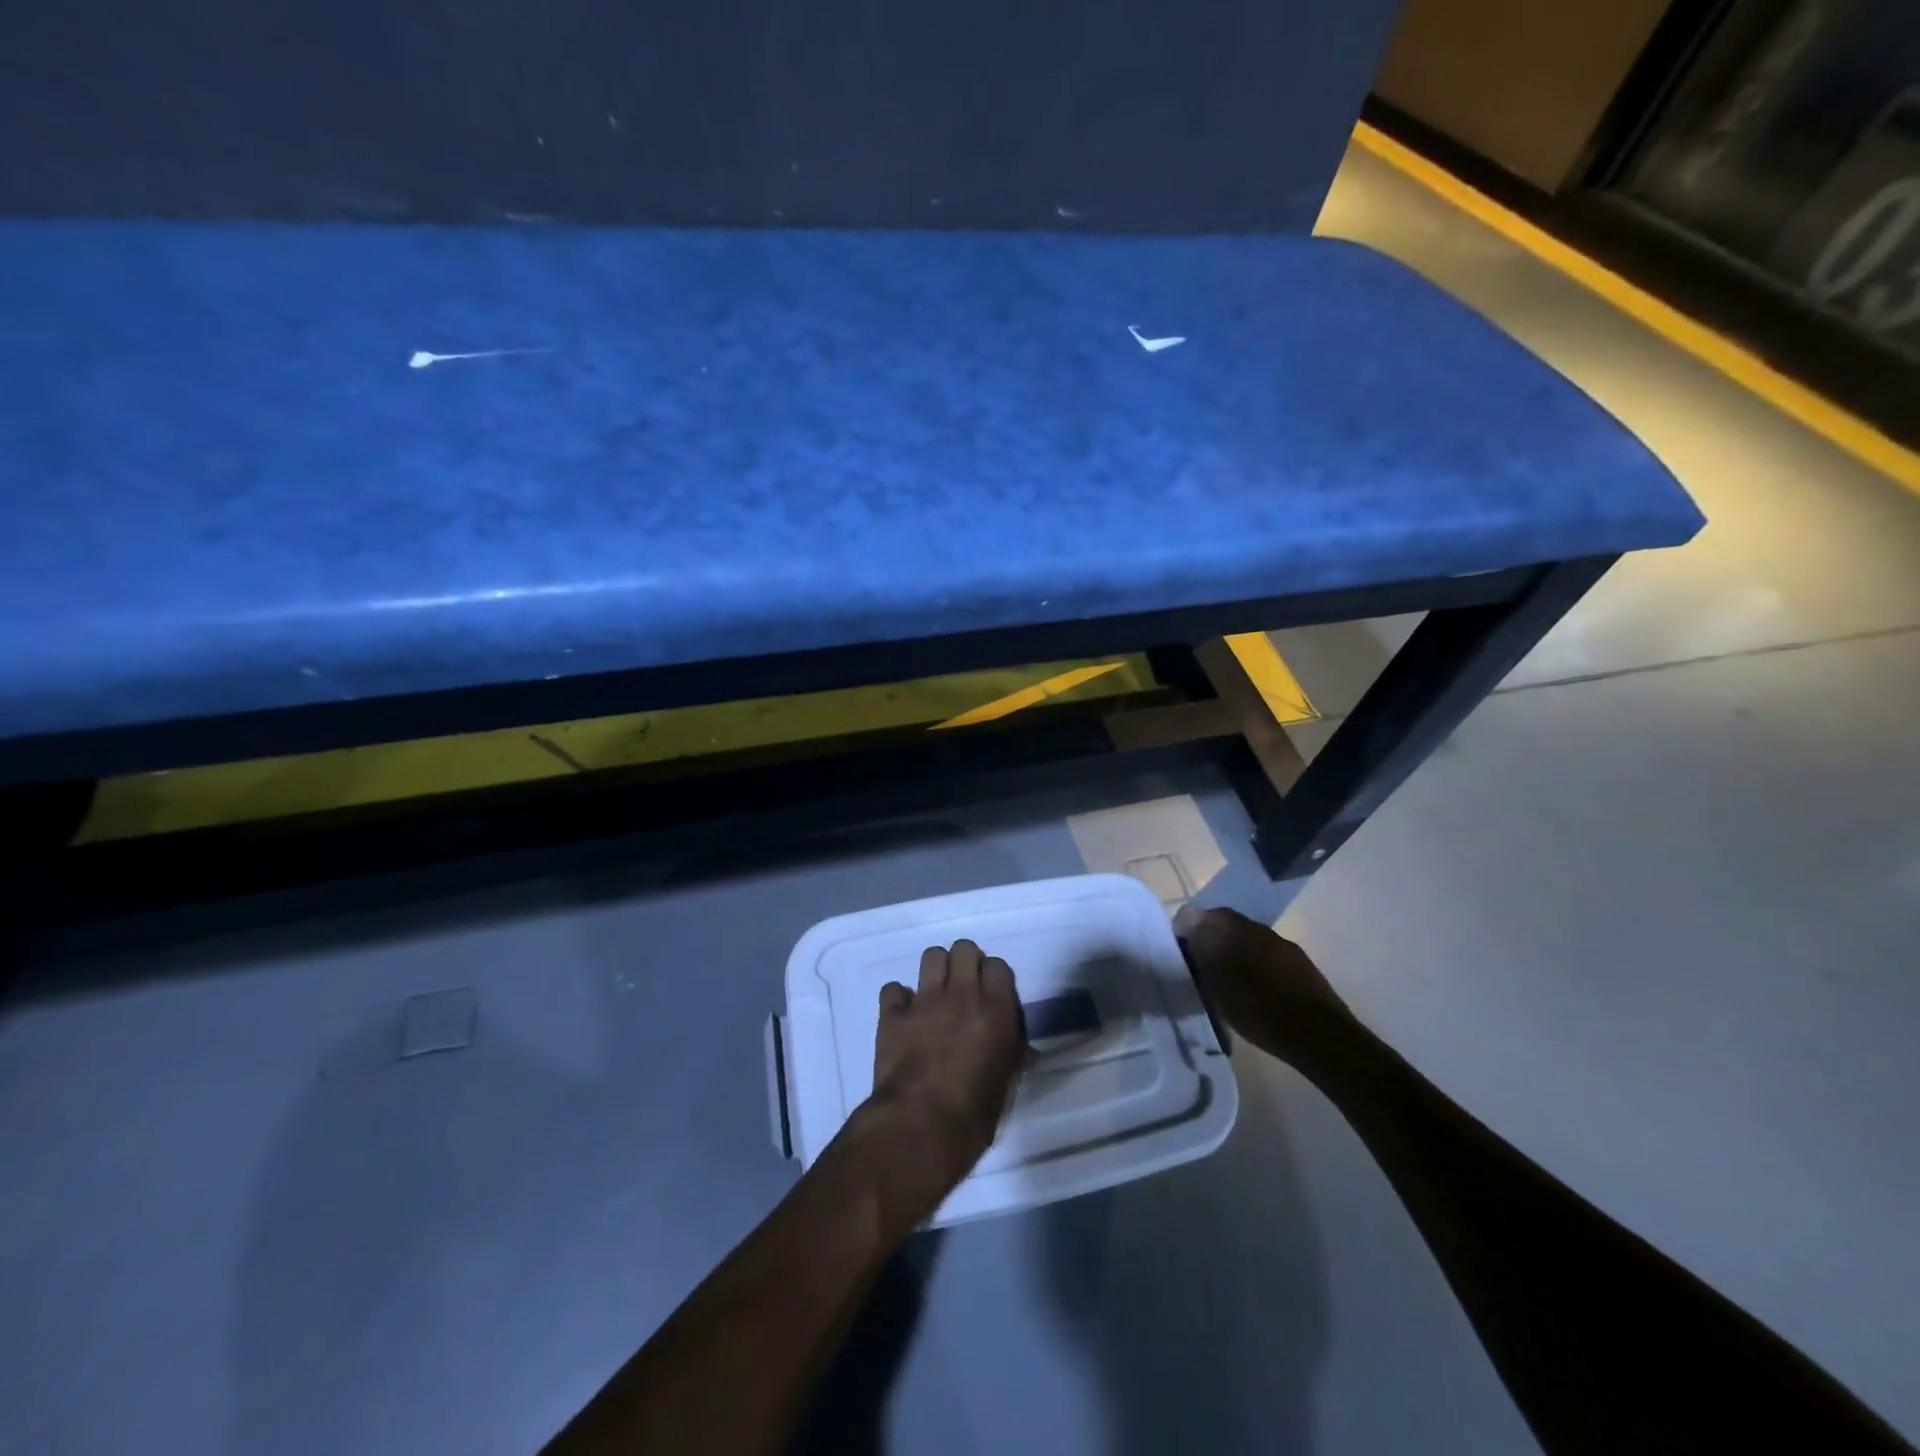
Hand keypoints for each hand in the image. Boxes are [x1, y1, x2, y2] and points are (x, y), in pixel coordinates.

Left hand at [854, 940, 1025, 1226]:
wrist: (919, 1128)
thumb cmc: (973, 1116)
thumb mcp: (1006, 1085)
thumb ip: (1012, 1055)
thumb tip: (1022, 1049)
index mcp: (996, 1010)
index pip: (998, 966)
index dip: (994, 978)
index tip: (991, 995)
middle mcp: (962, 995)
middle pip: (964, 948)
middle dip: (965, 963)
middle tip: (963, 989)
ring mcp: (924, 1001)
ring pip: (931, 955)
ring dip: (935, 971)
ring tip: (936, 995)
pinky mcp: (892, 1014)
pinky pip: (893, 989)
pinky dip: (899, 999)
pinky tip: (904, 1016)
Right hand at [1174, 906, 1356, 1069]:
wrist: (1318, 1033)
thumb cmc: (1258, 1011)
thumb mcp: (1216, 989)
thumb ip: (1200, 957)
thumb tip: (1188, 936)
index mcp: (1230, 929)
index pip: (1194, 915)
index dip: (1183, 930)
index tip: (1179, 952)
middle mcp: (1254, 927)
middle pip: (1221, 923)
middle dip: (1207, 939)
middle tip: (1199, 965)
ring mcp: (1279, 942)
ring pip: (1244, 937)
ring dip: (1232, 950)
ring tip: (1226, 978)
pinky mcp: (1298, 959)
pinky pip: (1265, 951)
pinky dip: (1253, 961)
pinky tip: (1255, 986)